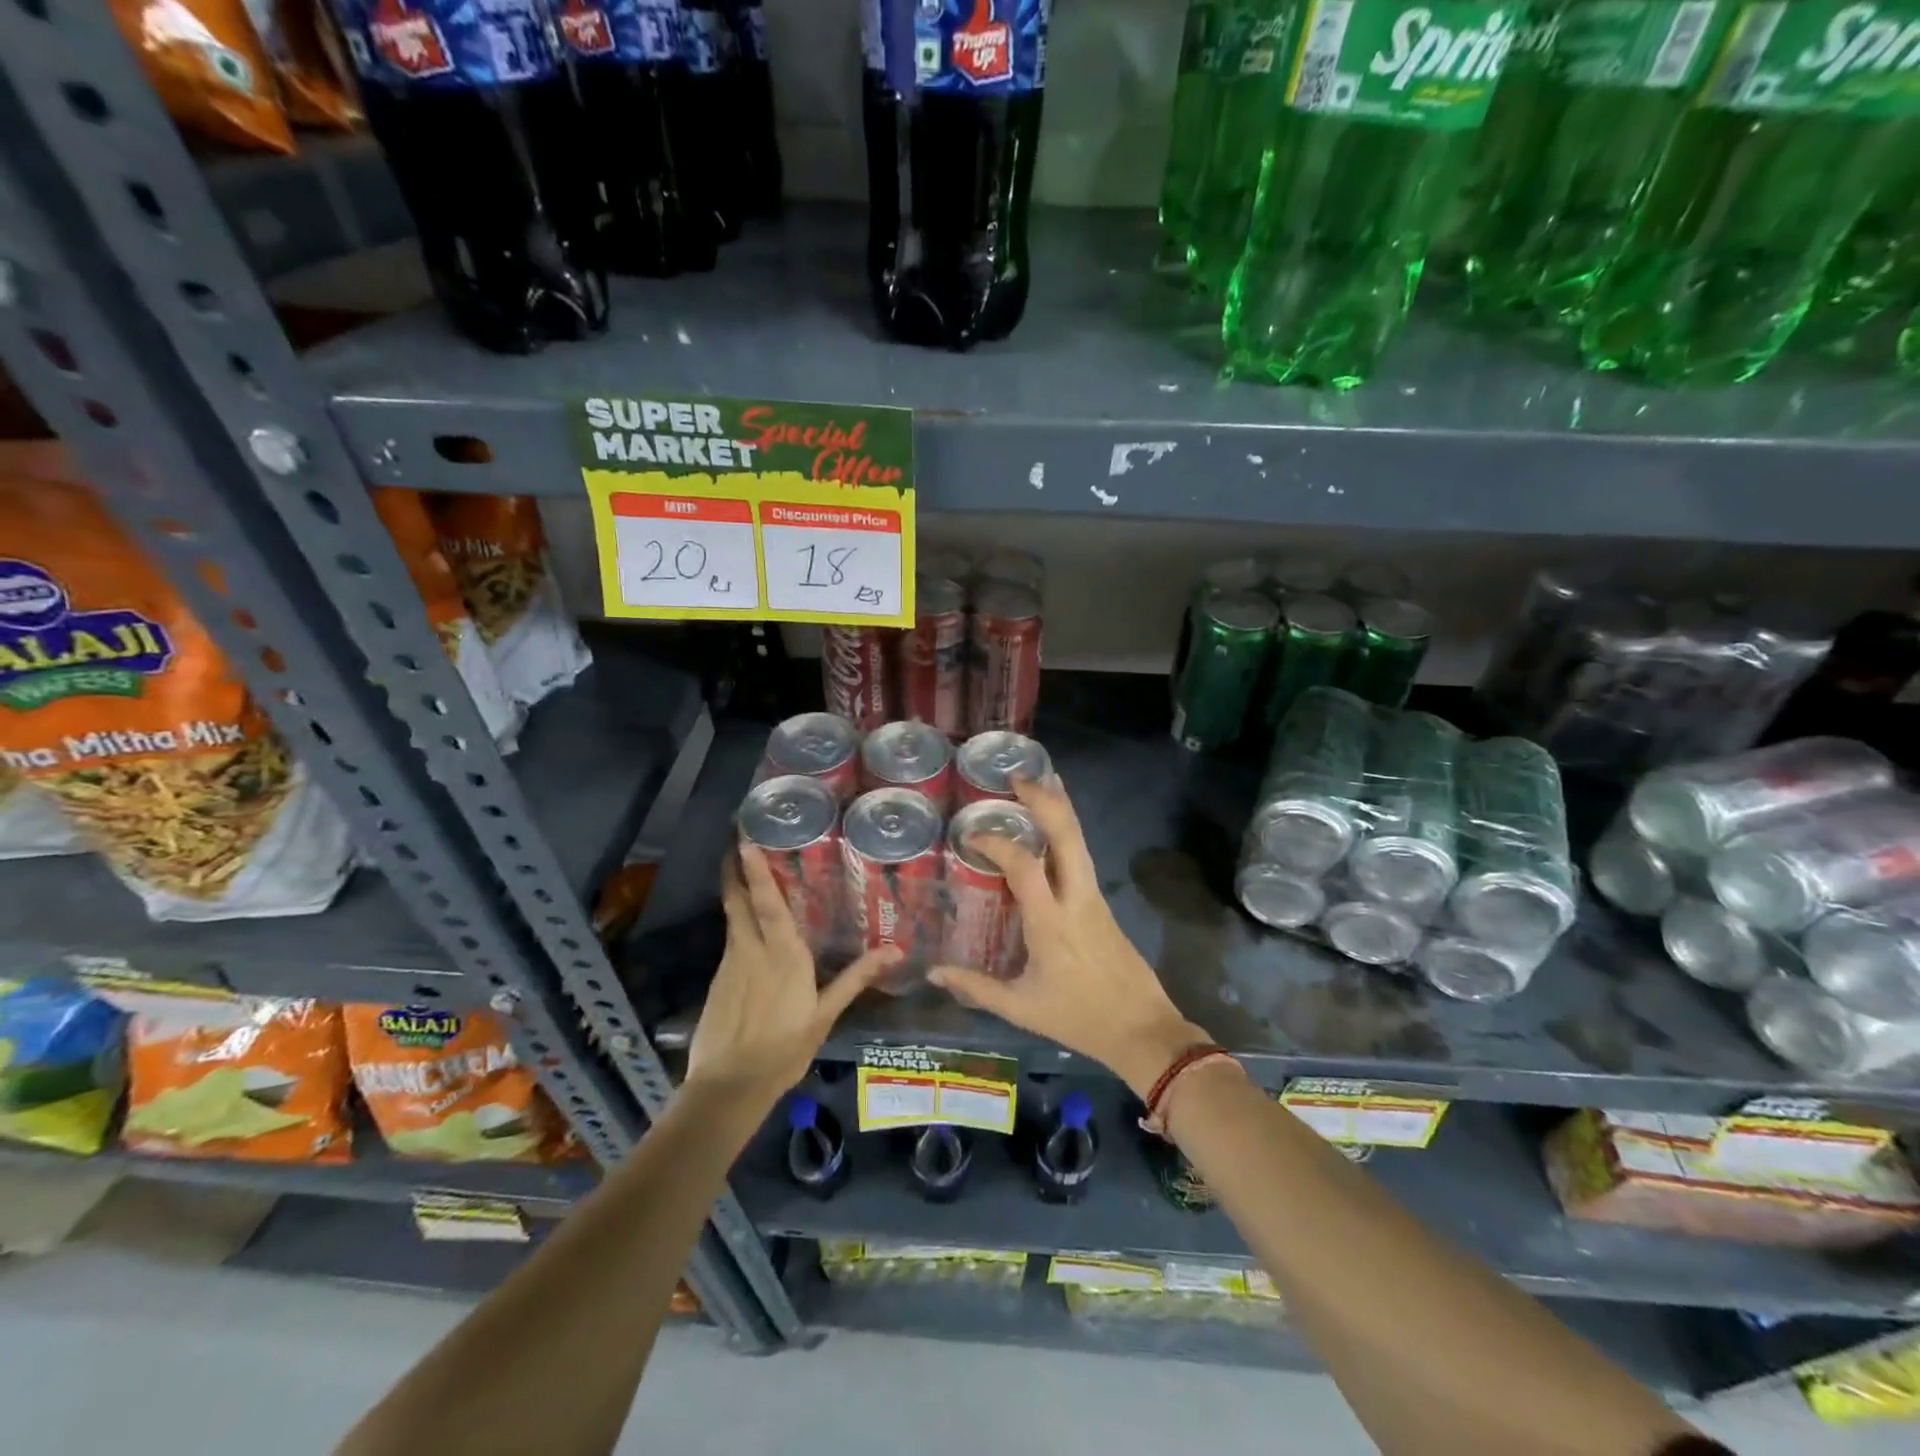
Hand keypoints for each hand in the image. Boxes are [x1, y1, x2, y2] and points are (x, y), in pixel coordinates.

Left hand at [687, 845, 897, 1097]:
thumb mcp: (825, 1015)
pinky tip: (747, 929)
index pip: (766, 902)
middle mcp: (751, 950)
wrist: (728, 1087)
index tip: (745, 840)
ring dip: (734, 892)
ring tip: (744, 872)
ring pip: (732, 918)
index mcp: (781, 955)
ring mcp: (729, 965)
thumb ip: (856, 978)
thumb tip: (896, 950)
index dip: (754, 870)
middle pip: (737, 901)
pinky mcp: (718, 981)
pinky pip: (730, 941)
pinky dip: (737, 923)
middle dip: (734, 870)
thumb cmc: (783, 1049)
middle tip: (736, 841)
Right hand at [928, 778, 1207, 1097]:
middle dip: (1044, 799)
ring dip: (1060, 807)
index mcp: (1051, 922)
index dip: (996, 843)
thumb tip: (934, 973)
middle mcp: (1076, 898)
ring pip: (1080, 840)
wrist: (1141, 1028)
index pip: (1023, 865)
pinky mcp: (1103, 903)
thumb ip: (975, 987)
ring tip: (1038, 783)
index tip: (971, 835)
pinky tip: (1053, 827)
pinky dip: (1066, 831)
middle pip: (1067, 834)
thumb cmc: (1078, 1018)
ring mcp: (1094, 897)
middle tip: (1017, 778)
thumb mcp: (1020, 1008)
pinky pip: (1083, 856)